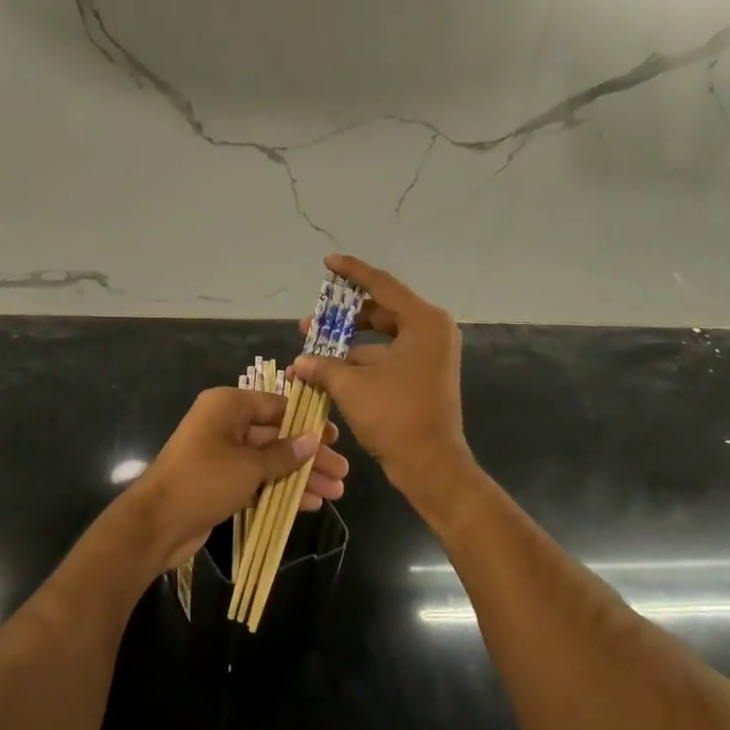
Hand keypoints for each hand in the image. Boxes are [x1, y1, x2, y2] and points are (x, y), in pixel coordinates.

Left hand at [123, 387, 347, 571]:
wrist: (157, 523)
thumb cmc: (204, 480)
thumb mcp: (249, 466)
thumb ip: (284, 454)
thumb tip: (313, 440)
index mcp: (228, 405)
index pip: (277, 406)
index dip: (308, 422)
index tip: (336, 438)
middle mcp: (225, 424)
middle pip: (277, 435)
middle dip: (309, 456)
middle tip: (342, 472)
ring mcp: (222, 454)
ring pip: (270, 461)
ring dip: (300, 476)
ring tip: (335, 493)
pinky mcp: (221, 482)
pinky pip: (258, 480)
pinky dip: (281, 490)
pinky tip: (310, 504)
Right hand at [292, 254, 474, 517]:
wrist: (432, 467)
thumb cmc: (396, 417)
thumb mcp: (352, 386)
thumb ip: (323, 366)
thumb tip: (298, 362)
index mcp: (423, 322)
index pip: (381, 285)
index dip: (352, 272)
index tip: (327, 262)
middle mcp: (432, 331)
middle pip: (380, 311)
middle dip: (342, 318)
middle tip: (310, 322)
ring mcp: (430, 354)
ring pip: (382, 336)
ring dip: (348, 343)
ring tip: (312, 350)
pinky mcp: (424, 374)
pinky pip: (388, 356)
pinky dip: (361, 361)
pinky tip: (329, 372)